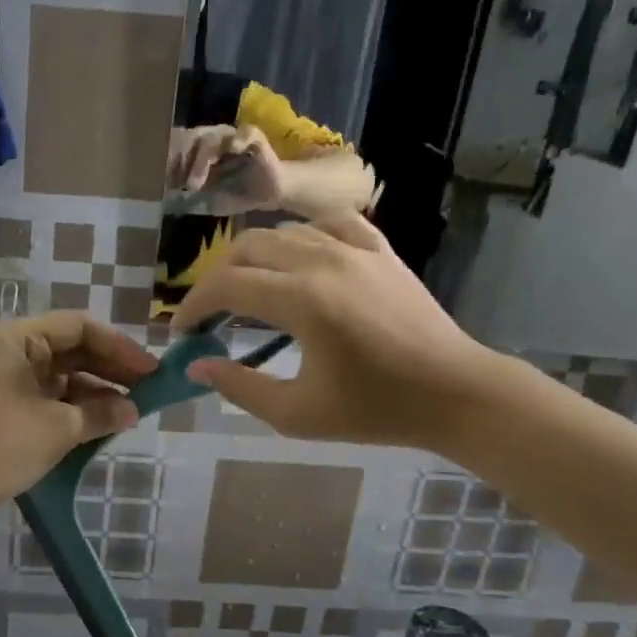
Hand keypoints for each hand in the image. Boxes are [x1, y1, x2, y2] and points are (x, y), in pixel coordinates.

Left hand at [0, 312, 158, 517]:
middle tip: (149, 390)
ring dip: (96, 391)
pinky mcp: (5, 406)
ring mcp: (7, 379)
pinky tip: (102, 423)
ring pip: (63, 375)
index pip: (80, 326)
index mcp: (19, 339)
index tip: (151, 370)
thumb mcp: (56, 429)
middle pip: (72, 349)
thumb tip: (134, 410)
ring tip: (132, 411)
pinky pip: (49, 396)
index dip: (119, 346)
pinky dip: (76, 407)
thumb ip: (100, 413)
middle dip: (111, 369)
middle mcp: (12, 351)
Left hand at [167, 125, 286, 213]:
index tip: (161, 183)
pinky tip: (234, 149)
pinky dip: (238, 139)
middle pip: (190, 139)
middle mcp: (213, 139)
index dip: (168, 160)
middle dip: (180, 162)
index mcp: (198, 151)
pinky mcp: (255, 139)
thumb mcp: (207, 201)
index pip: (177, 145)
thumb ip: (189, 200)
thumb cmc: (234, 195)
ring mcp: (233, 137)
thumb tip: (167, 203)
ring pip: (211, 138)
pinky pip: (246, 133)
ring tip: (194, 184)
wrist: (267, 195)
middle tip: (176, 185)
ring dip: (200, 160)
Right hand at [174, 215, 503, 452]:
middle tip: (211, 317)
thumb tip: (195, 366)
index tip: (182, 333)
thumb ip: (239, 387)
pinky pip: (329, 222)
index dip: (193, 307)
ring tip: (249, 292)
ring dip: (253, 259)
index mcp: (302, 300)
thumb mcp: (298, 414)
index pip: (226, 287)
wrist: (454, 393)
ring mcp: (355, 249)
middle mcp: (322, 261)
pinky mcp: (380, 249)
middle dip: (216, 281)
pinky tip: (299, 257)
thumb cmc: (376, 410)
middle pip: (246, 250)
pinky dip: (302, 236)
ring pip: (283, 232)